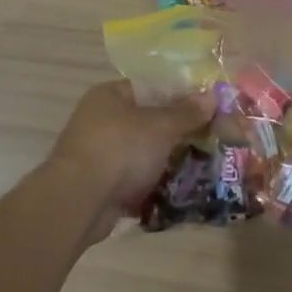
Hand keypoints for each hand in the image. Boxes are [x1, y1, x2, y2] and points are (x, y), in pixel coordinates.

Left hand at [47, 79, 214, 222]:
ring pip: (144, 153)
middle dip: (178, 132)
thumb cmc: (120, 149)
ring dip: (168, 161)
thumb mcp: (160, 126)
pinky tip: (182, 190)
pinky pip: (136, 180)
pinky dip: (155, 185)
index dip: (180, 95)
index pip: (150, 87)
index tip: (207, 107)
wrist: (79, 203)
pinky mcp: (102, 186)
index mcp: (109, 95)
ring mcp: (99, 155)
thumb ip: (187, 112)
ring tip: (203, 165)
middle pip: (148, 121)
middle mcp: (100, 121)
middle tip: (210, 138)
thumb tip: (212, 96)